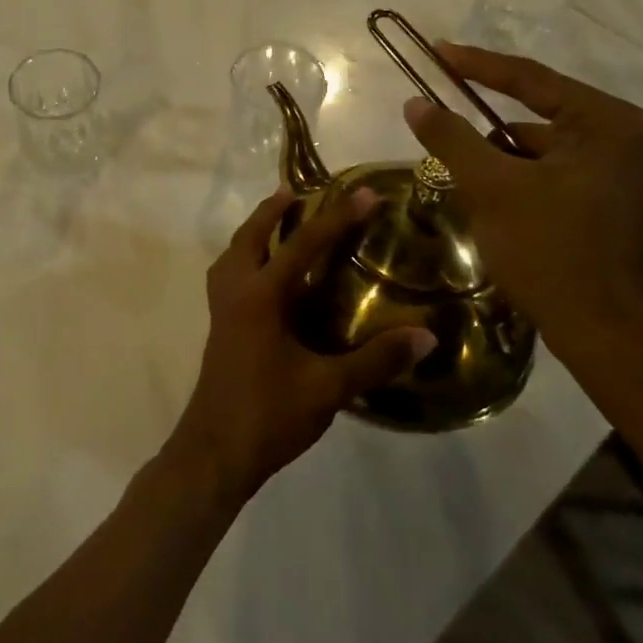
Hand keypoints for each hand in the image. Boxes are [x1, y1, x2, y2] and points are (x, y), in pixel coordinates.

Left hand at [168, 188, 436, 506]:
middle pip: (250, 235)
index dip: (337, 218)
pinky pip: (227, 273)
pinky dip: (243, 257)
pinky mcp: (218, 325)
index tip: (364, 193)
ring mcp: (221, 308)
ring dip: (253, 231)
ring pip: (233, 253)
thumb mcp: (329, 388)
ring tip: (276, 220)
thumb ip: (375, 359)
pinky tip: (263, 274)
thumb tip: (426, 336)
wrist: (215, 450)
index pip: (303, 244)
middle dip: (274, 210)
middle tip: (298, 191)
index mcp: (261, 296)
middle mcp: (235, 291)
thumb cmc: (270, 414)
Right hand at [402, 43, 642, 373]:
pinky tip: (486, 200)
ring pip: (536, 147)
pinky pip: (548, 171)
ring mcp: (618, 171)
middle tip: (436, 113)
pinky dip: (514, 178)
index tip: (436, 50)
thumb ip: (450, 138)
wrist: (605, 335)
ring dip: (496, 158)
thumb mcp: (491, 188)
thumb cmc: (551, 251)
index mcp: (608, 124)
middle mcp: (622, 138)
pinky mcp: (606, 199)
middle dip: (483, 125)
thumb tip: (415, 102)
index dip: (477, 64)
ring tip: (458, 176)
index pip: (530, 80)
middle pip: (534, 114)